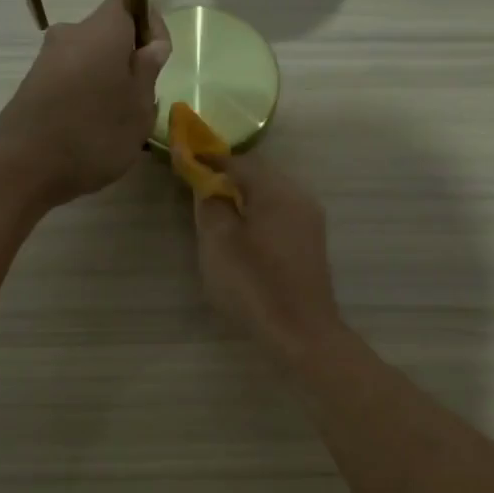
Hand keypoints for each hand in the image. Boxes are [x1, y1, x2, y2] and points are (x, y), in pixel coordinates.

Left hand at [0, 0, 171, 204]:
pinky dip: (86, 97)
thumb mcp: (139, 108)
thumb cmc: (95, 134)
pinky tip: (91, 132)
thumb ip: (148, 71)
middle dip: (129, 61)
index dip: (150, 25)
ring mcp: (47, 59)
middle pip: (109, 35)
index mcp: (102, 29)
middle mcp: (71, 33)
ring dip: (107, 82)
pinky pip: (71, 81)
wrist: (24, 167)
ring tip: (118, 123)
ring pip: (90, 60)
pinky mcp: (32, 85)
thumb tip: (151, 46)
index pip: (130, 0)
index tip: (159, 60)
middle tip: (143, 100)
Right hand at [193, 153, 345, 363]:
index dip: (208, 159)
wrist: (301, 333)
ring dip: (242, 197)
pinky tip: (241, 235)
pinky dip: (256, 215)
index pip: (237, 161)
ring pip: (269, 195)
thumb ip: (210, 204)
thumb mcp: (218, 243)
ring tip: (215, 213)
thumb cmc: (254, 285)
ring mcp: (309, 220)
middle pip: (257, 175)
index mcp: (276, 190)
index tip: (182, 159)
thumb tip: (208, 183)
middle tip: (196, 187)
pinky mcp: (310, 243)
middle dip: (226, 177)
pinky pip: (279, 215)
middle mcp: (298, 196)